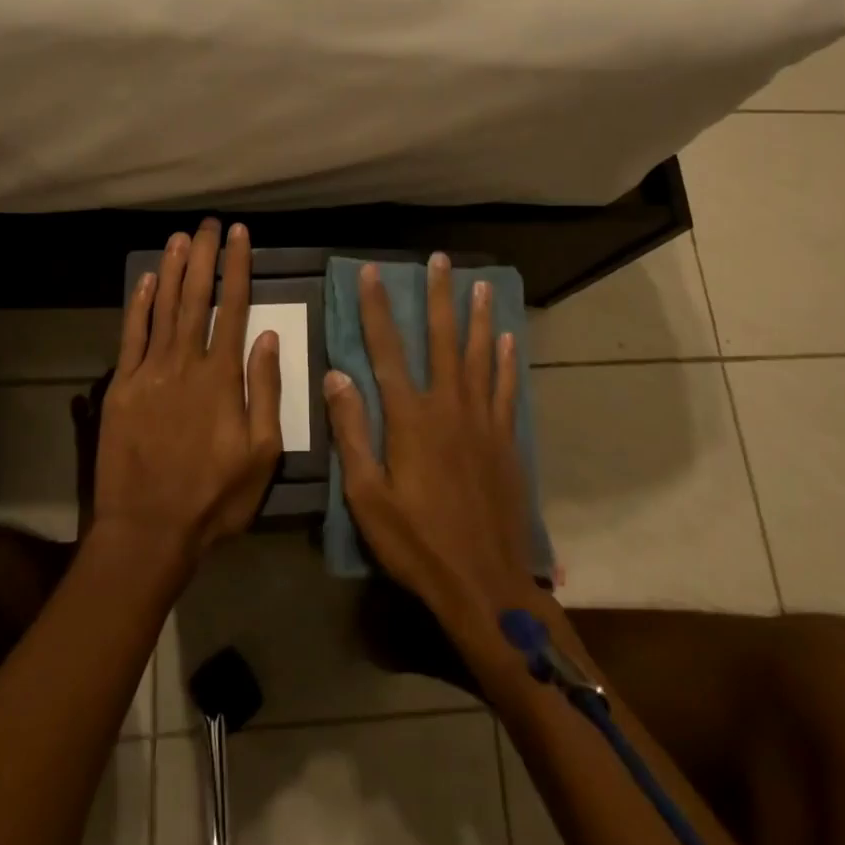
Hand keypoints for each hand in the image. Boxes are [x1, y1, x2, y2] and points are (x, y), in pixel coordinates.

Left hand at [93, 219, 283, 567]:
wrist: (148, 529)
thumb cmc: (214, 497)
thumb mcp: (262, 453)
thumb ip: (265, 391)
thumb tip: (268, 337)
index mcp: (222, 377)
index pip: (234, 307)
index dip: (237, 267)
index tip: (238, 235)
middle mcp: (185, 364)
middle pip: (196, 298)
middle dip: (203, 257)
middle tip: (208, 223)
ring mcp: (149, 373)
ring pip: (163, 309)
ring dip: (173, 270)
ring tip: (180, 237)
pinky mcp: (122, 388)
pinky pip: (131, 337)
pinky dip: (139, 306)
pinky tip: (147, 281)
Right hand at [327, 254, 536, 625]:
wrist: (485, 583)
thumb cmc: (416, 543)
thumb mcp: (367, 495)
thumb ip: (352, 432)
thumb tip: (336, 376)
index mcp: (410, 418)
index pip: (386, 350)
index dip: (377, 309)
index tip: (372, 273)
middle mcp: (449, 407)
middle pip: (442, 340)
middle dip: (439, 297)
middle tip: (440, 260)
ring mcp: (483, 422)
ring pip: (479, 356)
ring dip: (478, 318)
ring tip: (480, 285)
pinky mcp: (505, 441)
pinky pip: (505, 389)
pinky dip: (505, 362)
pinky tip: (507, 341)